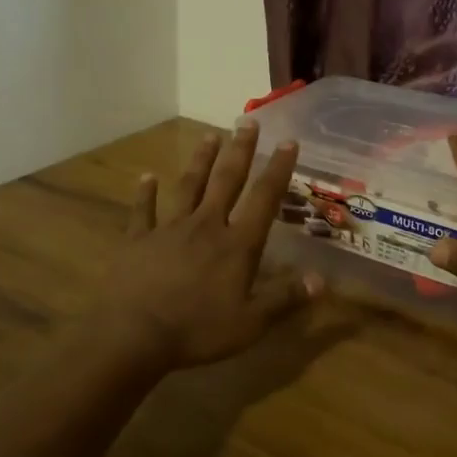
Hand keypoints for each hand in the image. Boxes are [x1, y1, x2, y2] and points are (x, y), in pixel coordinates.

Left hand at [100, 122, 321, 369]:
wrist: (134, 334)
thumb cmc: (197, 330)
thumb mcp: (250, 323)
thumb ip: (285, 299)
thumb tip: (322, 280)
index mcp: (236, 244)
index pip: (263, 199)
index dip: (278, 170)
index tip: (288, 141)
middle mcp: (206, 226)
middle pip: (226, 180)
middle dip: (240, 151)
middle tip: (247, 122)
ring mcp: (169, 229)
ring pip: (189, 186)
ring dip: (201, 160)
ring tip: (210, 135)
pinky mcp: (139, 239)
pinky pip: (143, 211)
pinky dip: (145, 193)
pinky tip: (146, 177)